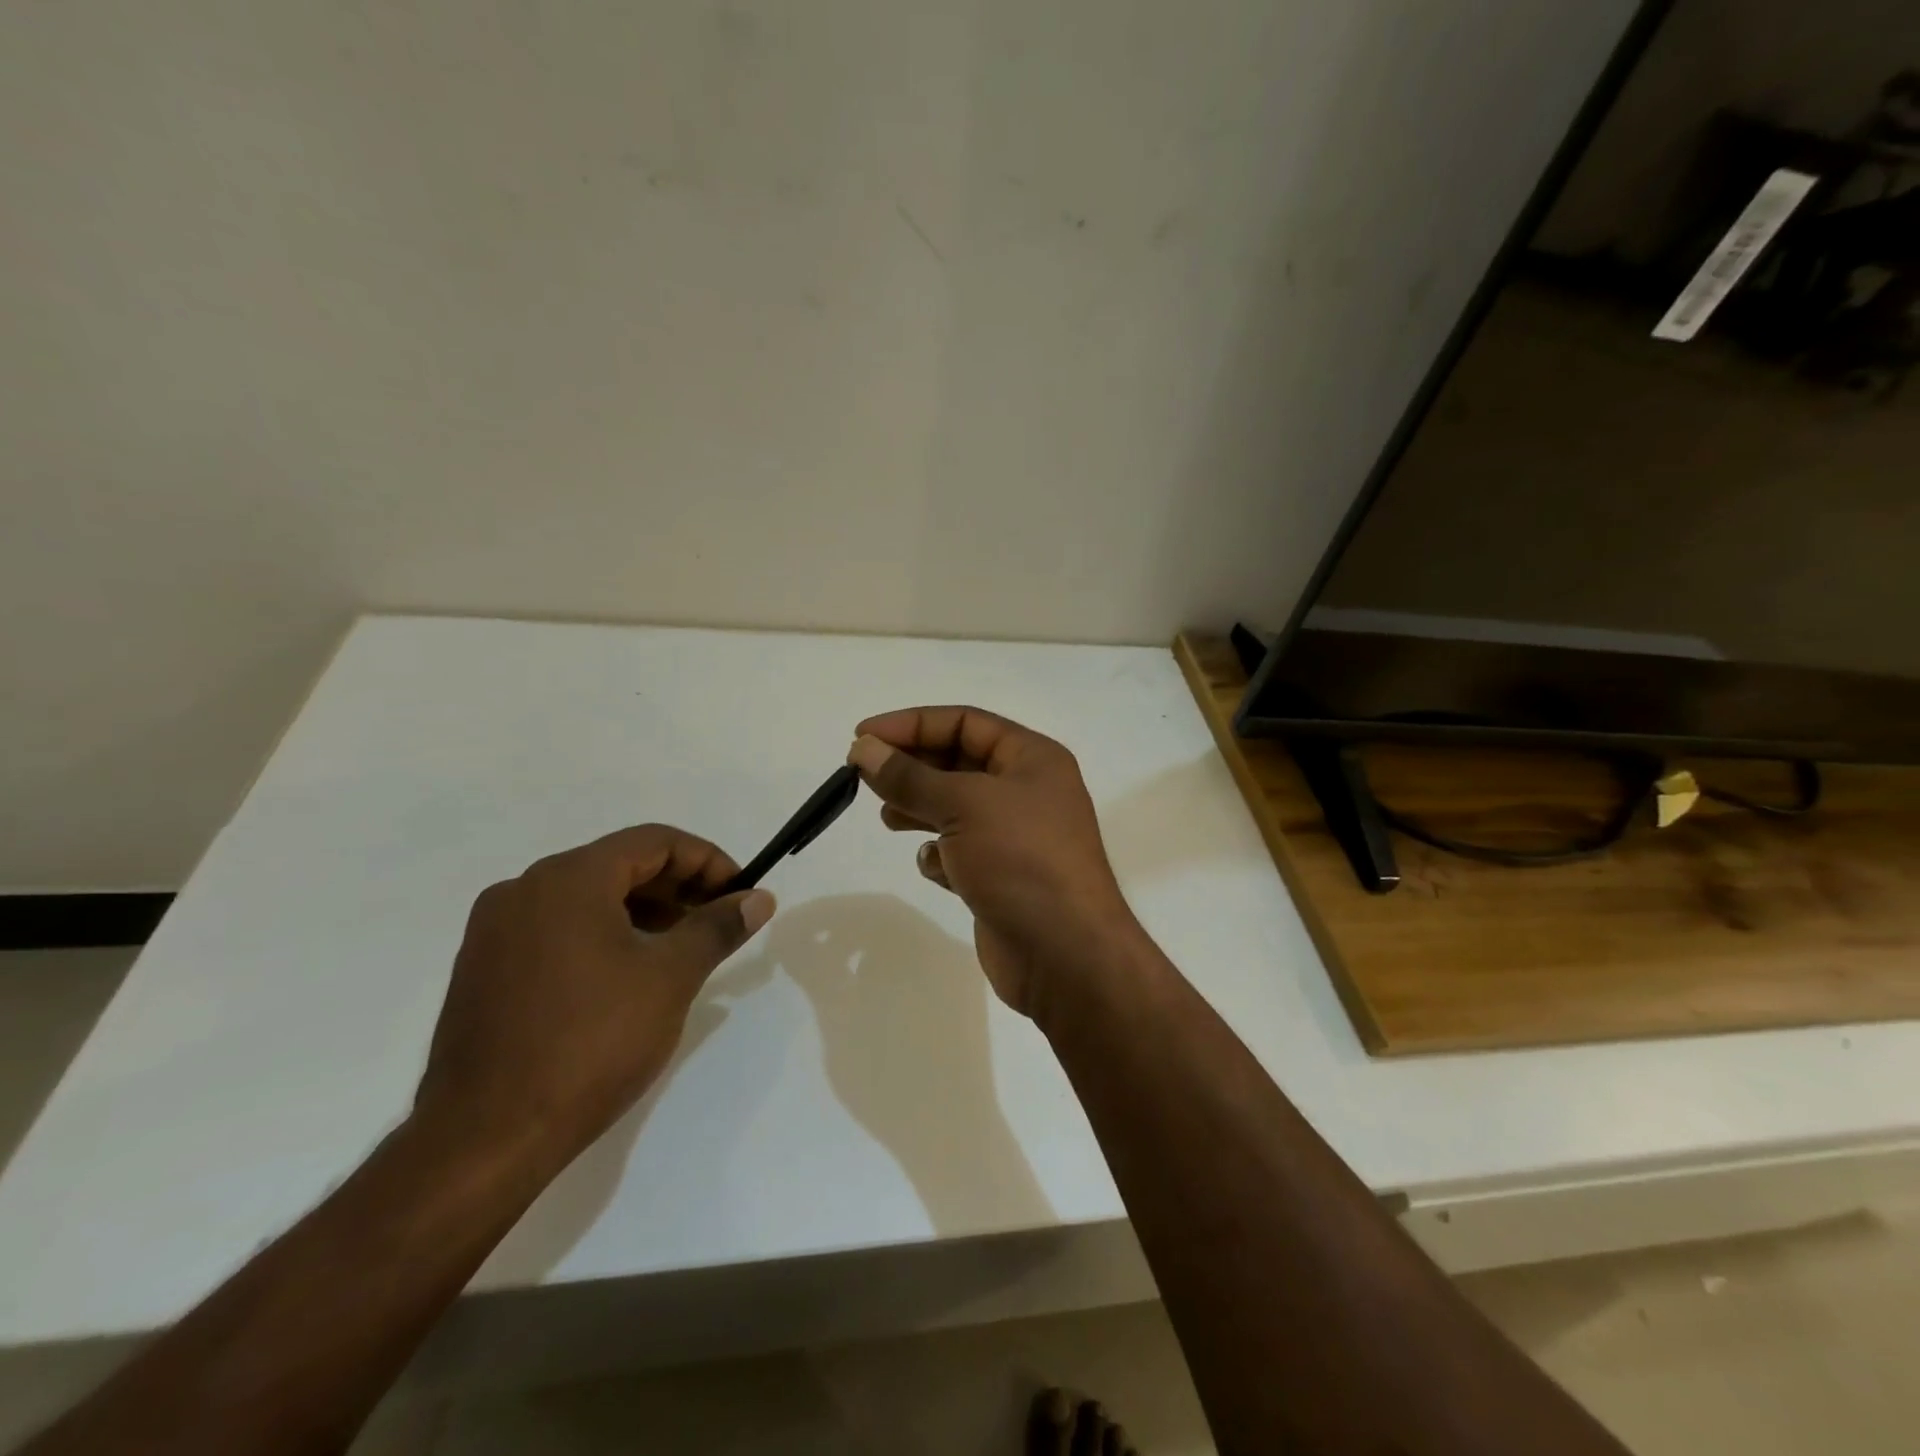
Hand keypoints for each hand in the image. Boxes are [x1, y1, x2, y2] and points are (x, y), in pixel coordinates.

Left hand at [413, 825, 773, 1170]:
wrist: (485, 1139)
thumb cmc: (591, 1043)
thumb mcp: (671, 977)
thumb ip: (718, 927)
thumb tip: (759, 899)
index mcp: (569, 878)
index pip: (655, 841)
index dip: (708, 861)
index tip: (740, 894)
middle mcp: (525, 888)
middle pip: (620, 864)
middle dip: (678, 887)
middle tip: (718, 921)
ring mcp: (497, 929)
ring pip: (588, 897)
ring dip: (643, 910)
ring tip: (682, 948)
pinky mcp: (484, 968)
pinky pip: (558, 927)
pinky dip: (604, 933)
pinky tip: (629, 972)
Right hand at [848, 707, 1141, 1018]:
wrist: (1065, 954)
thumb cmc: (1020, 860)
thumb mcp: (963, 805)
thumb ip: (909, 776)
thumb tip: (864, 749)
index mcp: (1032, 758)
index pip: (964, 722)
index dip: (911, 724)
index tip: (862, 737)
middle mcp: (1027, 791)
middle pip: (959, 762)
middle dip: (912, 767)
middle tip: (865, 778)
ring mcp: (1016, 836)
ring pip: (956, 808)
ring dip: (920, 808)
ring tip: (888, 818)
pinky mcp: (1002, 877)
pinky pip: (962, 850)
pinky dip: (941, 854)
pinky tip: (933, 866)